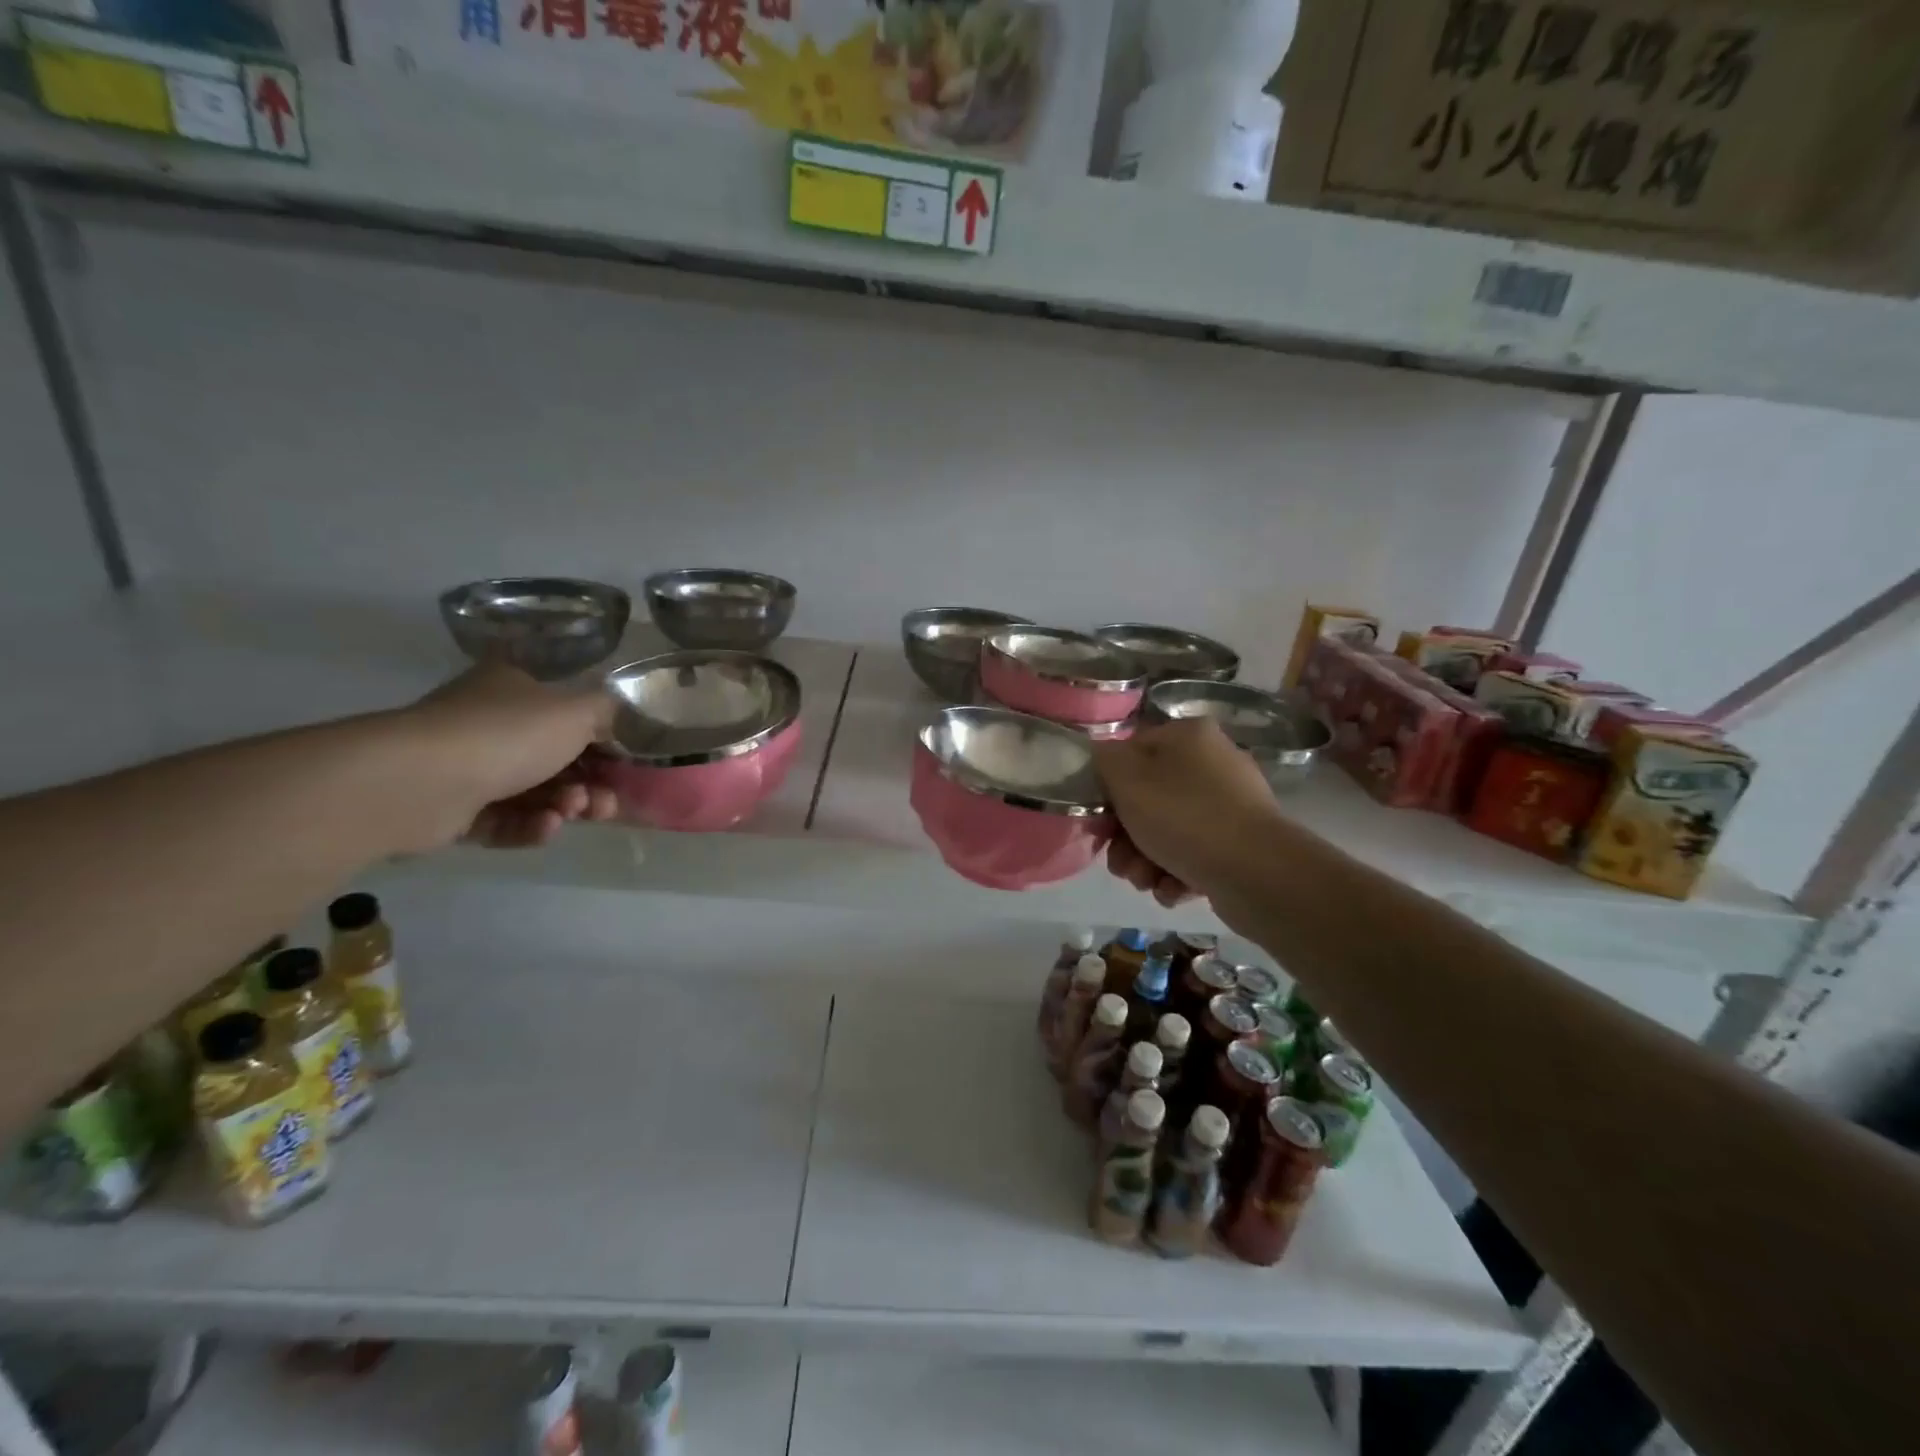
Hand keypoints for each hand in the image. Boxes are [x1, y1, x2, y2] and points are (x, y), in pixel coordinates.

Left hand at [402, 664, 620, 849]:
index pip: (568, 712)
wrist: (419, 781)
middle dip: (589, 783)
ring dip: (565, 805)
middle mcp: (489, 721)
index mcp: (515, 687)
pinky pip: (505, 819)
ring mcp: (468, 766)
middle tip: (605, 802)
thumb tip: (624, 719)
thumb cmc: (507, 734)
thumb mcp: (578, 710)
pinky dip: (530, 825)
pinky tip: (545, 827)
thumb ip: (611, 713)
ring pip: (534, 791)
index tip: (625, 766)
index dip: (603, 740)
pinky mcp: (453, 810)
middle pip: (556, 758)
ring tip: (573, 812)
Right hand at [1091, 719, 1283, 909]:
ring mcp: (1231, 805)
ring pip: (1168, 830)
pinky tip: (1173, 890)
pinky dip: (1177, 874)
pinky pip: (1194, 854)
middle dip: (1125, 837)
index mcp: (1188, 736)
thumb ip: (1104, 761)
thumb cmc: (1184, 817)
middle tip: (1120, 863)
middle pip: (1148, 798)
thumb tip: (1104, 758)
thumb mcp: (1127, 781)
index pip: (1131, 753)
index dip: (1108, 788)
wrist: (1257, 874)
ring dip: (1145, 860)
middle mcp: (1213, 763)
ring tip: (1145, 881)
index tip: (1099, 820)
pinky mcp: (1240, 844)